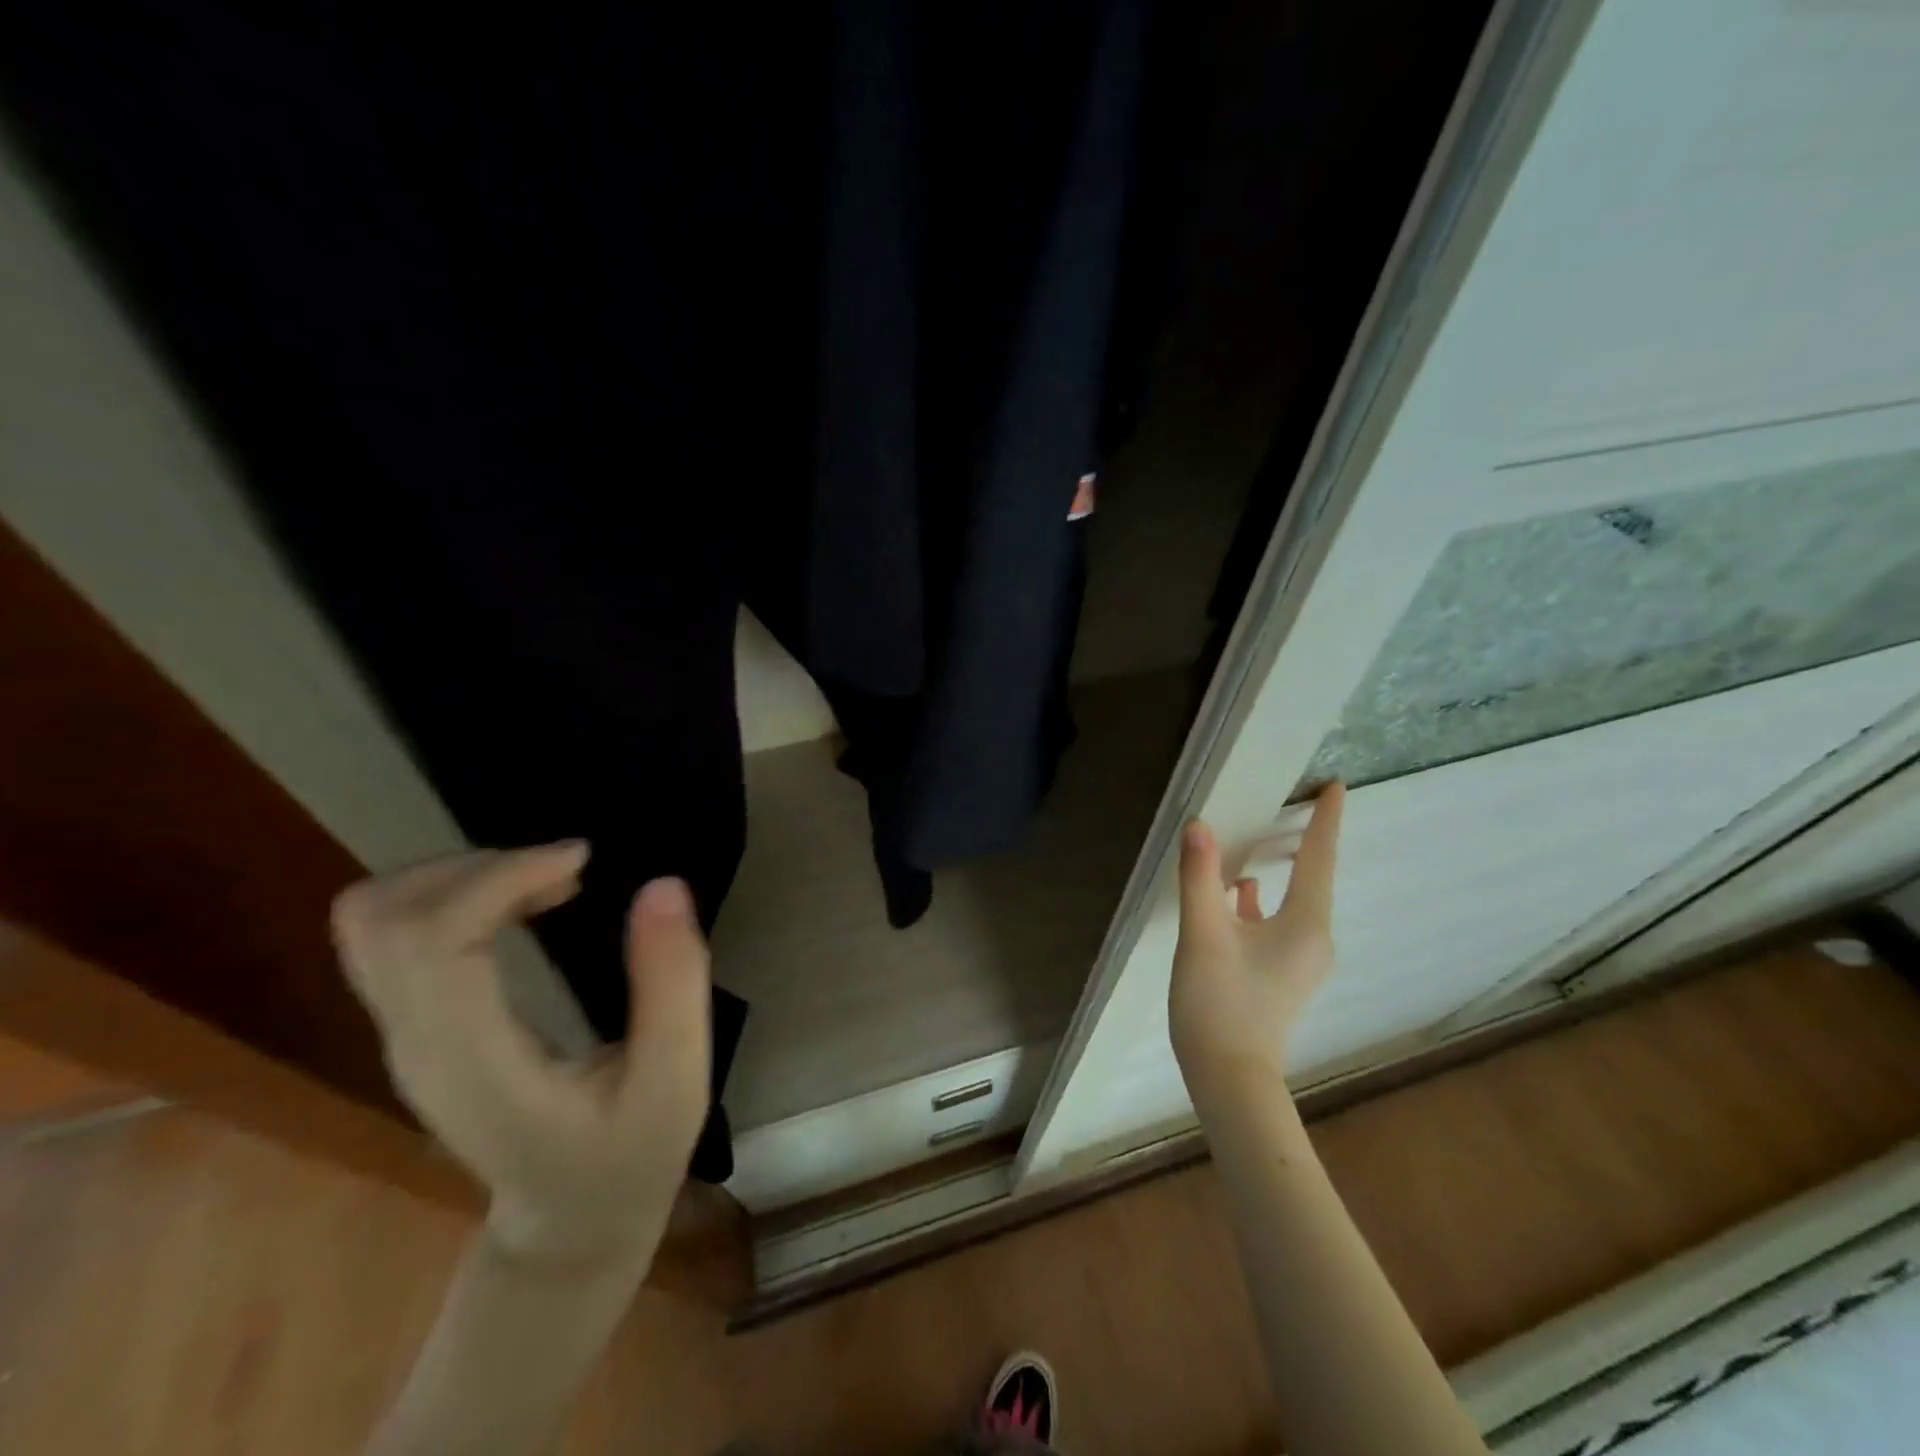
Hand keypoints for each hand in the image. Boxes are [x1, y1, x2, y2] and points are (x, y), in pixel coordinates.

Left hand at [331, 842, 710, 1267]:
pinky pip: (397, 935)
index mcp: (475, 1062)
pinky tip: (524, 905)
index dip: (500, 878)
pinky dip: (453, 895)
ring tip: (546, 881)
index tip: (582, 861)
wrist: (569, 1224)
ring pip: (375, 920)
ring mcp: (405, 1037)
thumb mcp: (676, 1078)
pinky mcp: (416, 1027)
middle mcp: (418, 1044)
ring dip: (459, 876)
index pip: (434, 940)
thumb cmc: (629, 1157)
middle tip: (564, 870)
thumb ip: (672, 983)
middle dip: (476, 867)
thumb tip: (662, 884)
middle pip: (382, 918)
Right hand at [1170, 783, 1343, 1106]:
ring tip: (1258, 840)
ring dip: (1280, 870)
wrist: (1228, 1077)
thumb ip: (1200, 877)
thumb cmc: (1220, 1003)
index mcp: (1305, 925)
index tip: (1337, 786)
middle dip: (1304, 840)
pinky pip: (1279, 921)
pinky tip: (1237, 893)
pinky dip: (1261, 901)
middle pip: (1312, 877)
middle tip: (1297, 802)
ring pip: (1293, 901)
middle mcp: (1313, 939)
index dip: (1326, 820)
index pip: (1319, 859)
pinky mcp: (1282, 974)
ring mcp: (1300, 960)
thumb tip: (1198, 825)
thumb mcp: (1203, 934)